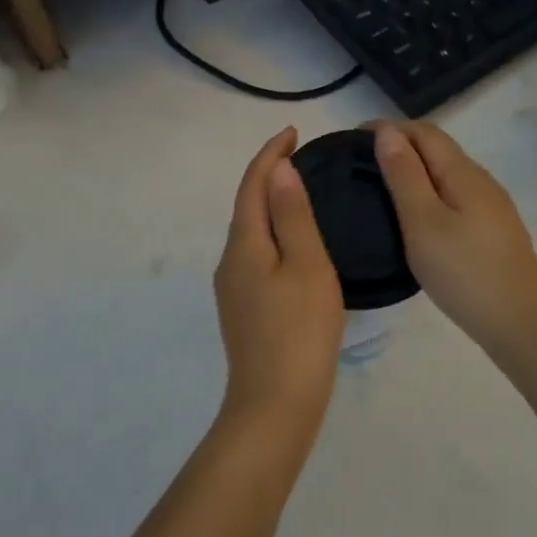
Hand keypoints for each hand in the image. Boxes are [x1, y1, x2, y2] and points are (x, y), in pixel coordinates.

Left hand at [213, 127, 345, 435]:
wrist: (275, 404)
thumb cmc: (299, 331)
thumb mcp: (306, 266)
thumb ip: (292, 216)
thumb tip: (278, 170)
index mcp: (244, 244)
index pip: (252, 185)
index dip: (269, 155)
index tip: (292, 132)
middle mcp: (230, 261)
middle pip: (247, 206)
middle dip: (268, 176)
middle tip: (300, 157)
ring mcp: (233, 289)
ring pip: (251, 233)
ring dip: (270, 206)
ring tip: (300, 194)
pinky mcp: (244, 310)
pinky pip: (257, 256)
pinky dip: (274, 235)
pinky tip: (294, 246)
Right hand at [371, 121, 536, 359]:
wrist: (520, 323)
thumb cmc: (464, 272)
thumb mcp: (423, 222)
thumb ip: (405, 176)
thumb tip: (387, 133)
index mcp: (463, 173)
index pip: (424, 132)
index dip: (389, 128)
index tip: (352, 138)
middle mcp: (481, 181)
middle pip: (438, 149)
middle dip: (400, 145)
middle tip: (360, 162)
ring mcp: (491, 207)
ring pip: (446, 174)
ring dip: (414, 170)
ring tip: (380, 186)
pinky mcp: (492, 231)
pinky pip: (454, 196)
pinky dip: (428, 192)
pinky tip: (415, 216)